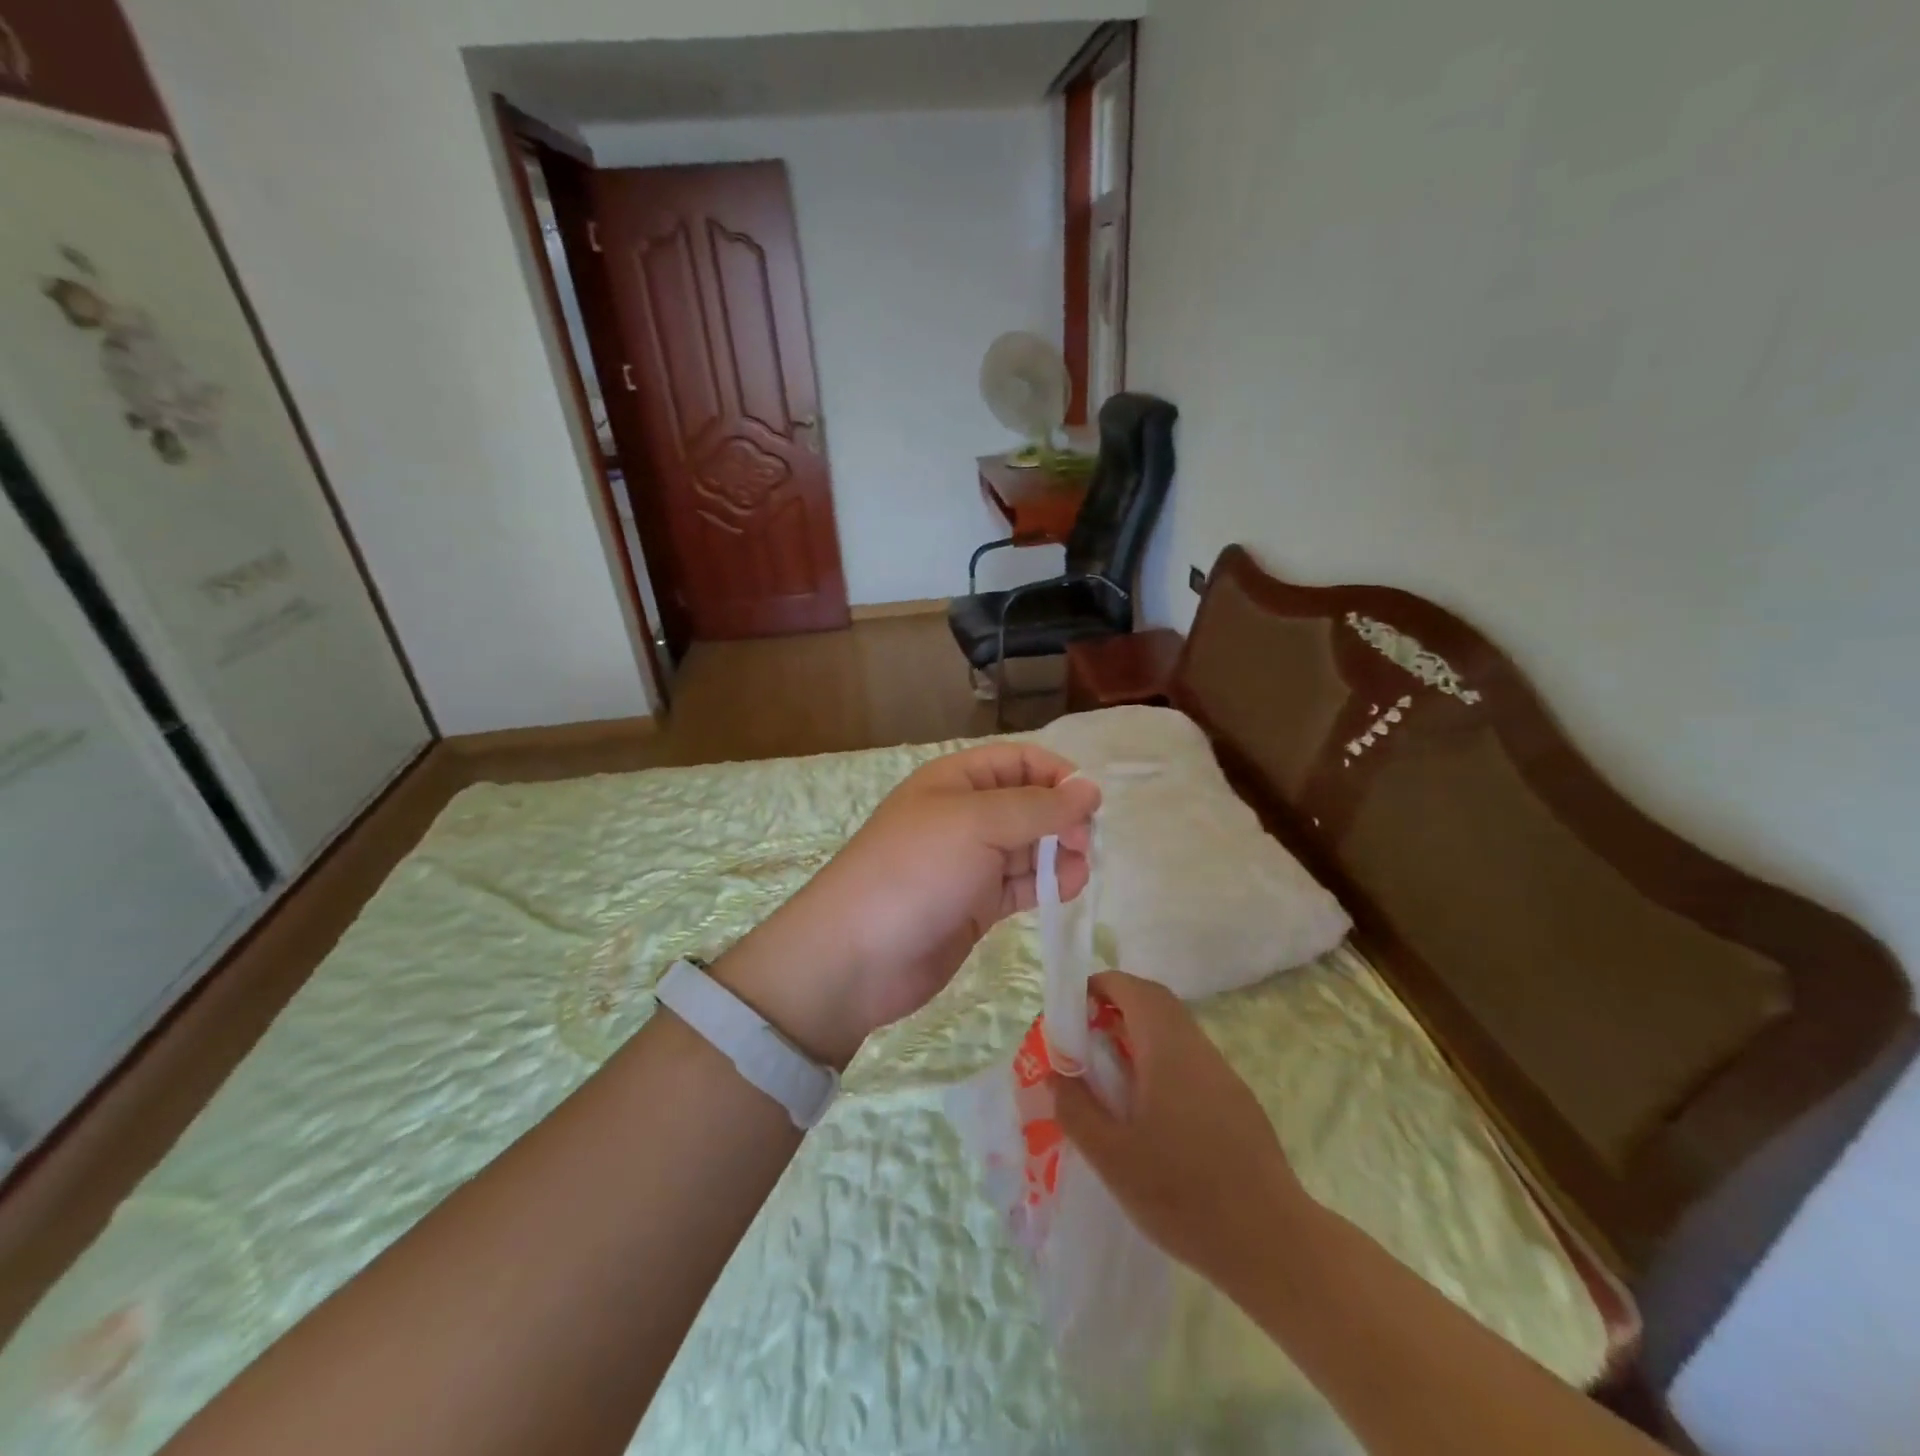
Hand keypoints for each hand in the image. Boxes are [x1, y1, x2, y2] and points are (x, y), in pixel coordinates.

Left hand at [716, 743, 1100, 1066]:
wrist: (857, 956)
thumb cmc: (916, 871)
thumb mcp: (977, 823)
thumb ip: (1039, 807)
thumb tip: (1090, 789)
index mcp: (956, 780)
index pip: (1018, 761)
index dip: (1056, 774)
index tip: (1089, 802)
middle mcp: (965, 816)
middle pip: (1028, 803)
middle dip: (1061, 817)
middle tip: (1083, 842)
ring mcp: (970, 862)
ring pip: (1029, 846)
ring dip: (1059, 853)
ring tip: (1077, 871)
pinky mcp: (976, 904)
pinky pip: (1021, 884)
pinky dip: (1046, 884)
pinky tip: (1065, 889)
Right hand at [1051, 971, 1312, 1285]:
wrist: (1273, 1244)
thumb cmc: (1184, 1195)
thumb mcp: (1112, 1158)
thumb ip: (1077, 1110)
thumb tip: (1058, 1075)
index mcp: (1168, 1050)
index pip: (1134, 990)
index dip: (1101, 985)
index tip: (1073, 1005)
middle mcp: (1198, 1050)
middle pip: (1157, 1003)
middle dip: (1119, 1005)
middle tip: (1086, 1036)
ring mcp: (1224, 1076)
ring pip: (1177, 1032)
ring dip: (1141, 1035)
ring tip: (1111, 1074)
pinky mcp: (1238, 1103)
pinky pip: (1192, 1061)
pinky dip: (1163, 1061)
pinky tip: (1151, 1110)